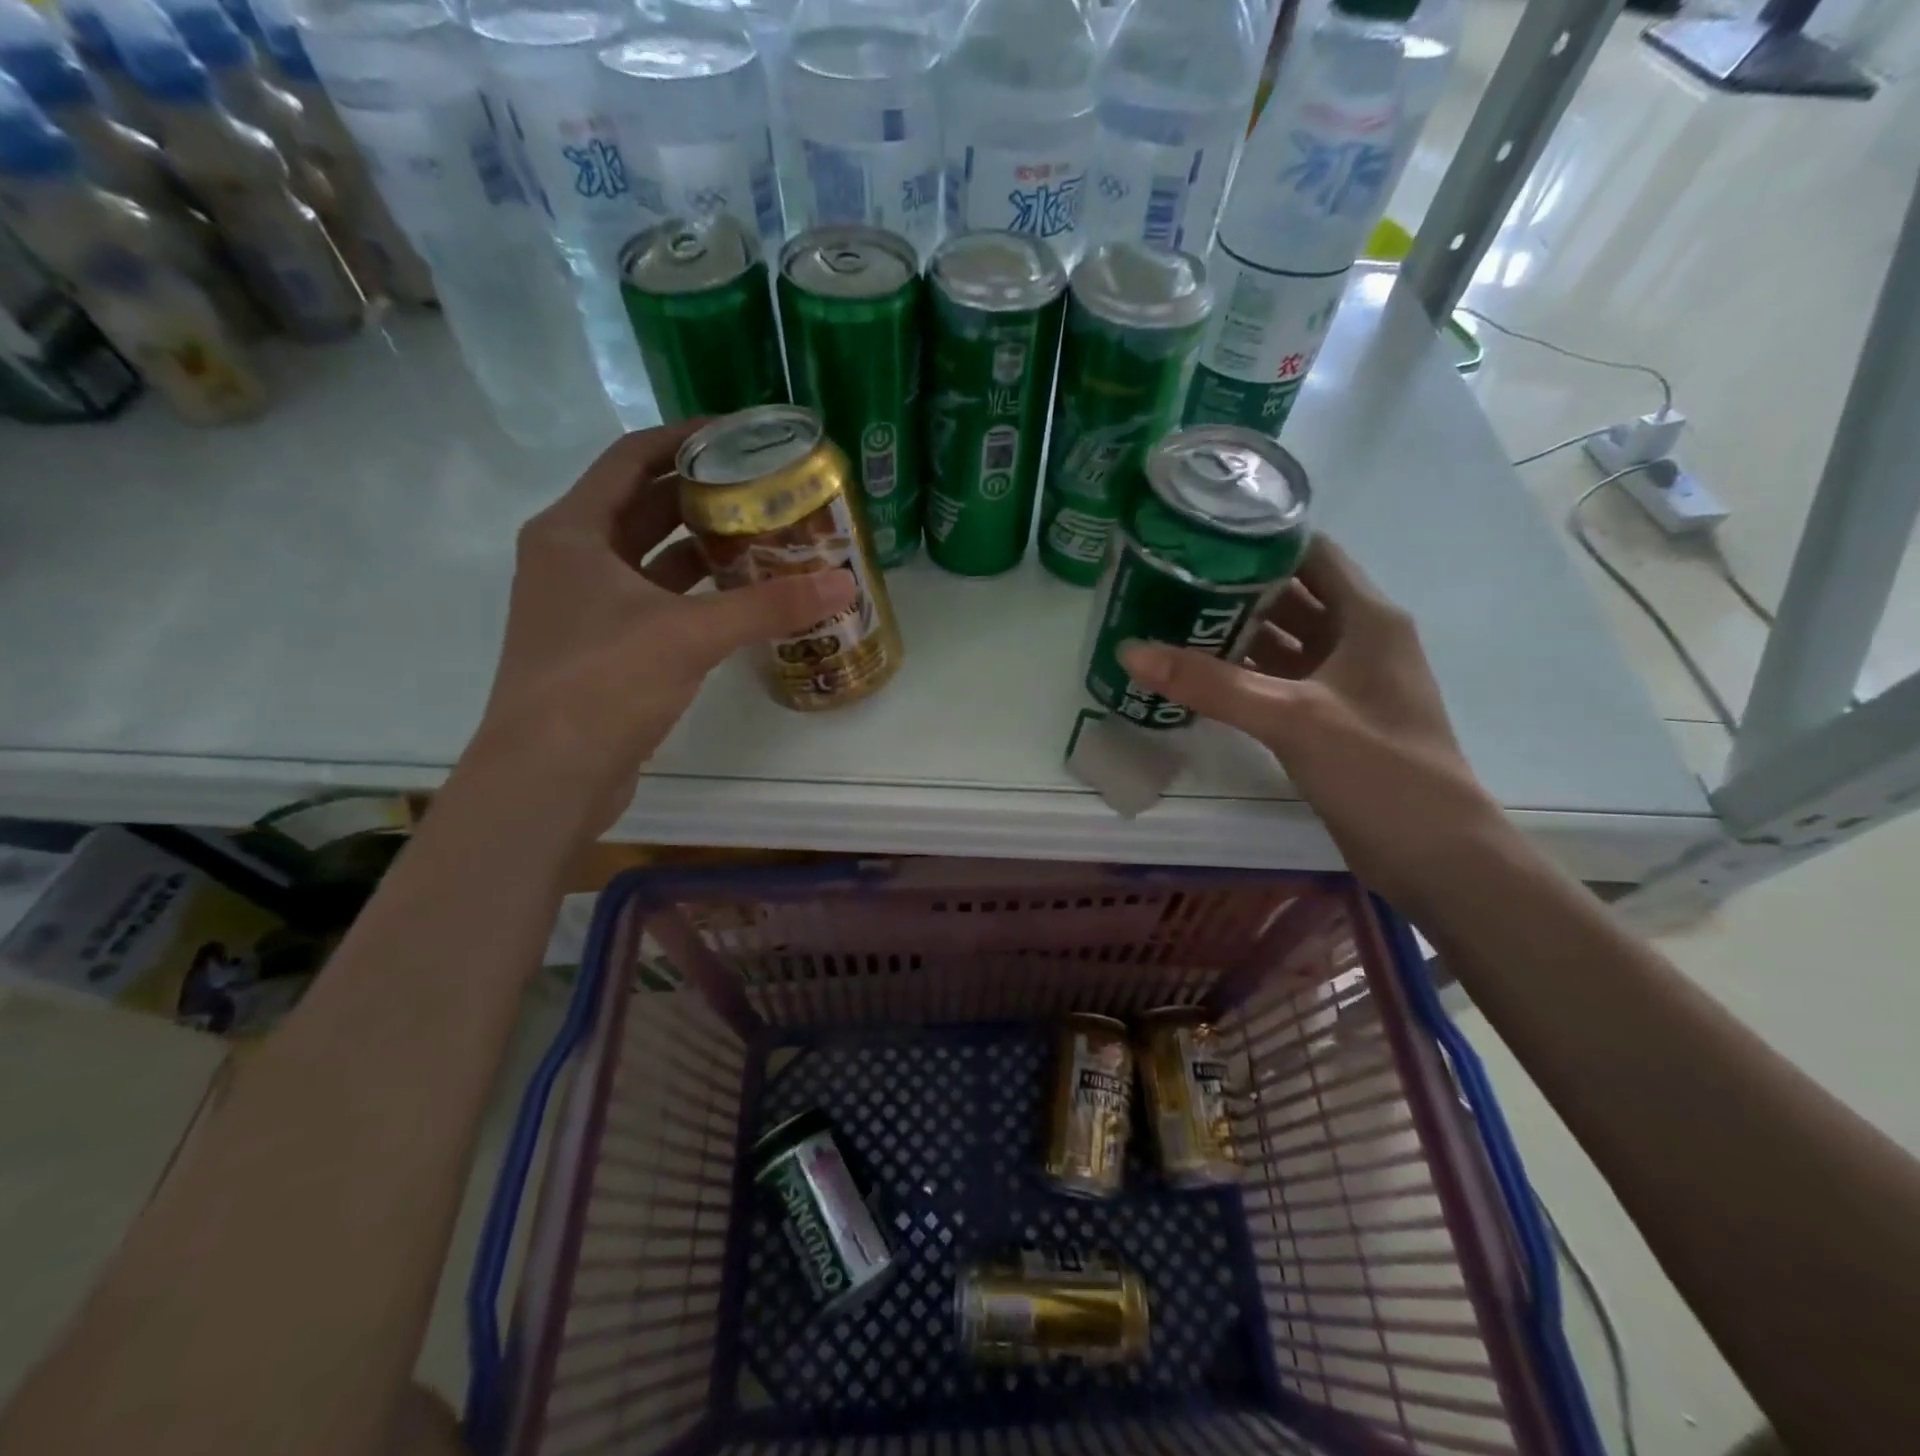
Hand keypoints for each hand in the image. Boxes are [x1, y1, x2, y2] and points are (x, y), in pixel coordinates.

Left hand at [470, 423, 855, 836]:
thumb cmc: (604, 683)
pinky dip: (693, 593)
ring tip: (761, 535)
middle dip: (701, 494)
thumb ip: (769, 605)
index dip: (684, 439)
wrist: (549, 775)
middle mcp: (572, 559)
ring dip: (700, 545)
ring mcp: (583, 606)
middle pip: (642, 506)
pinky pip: (653, 600)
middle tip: (763, 487)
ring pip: (649, 558)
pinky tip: (738, 597)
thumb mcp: (691, 634)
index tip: (739, 434)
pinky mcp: (602, 648)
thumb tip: (844, 582)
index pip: (632, 459)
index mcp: (573, 531)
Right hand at [1120, 537, 1510, 911]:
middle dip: (1233, 589)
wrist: (1432, 854)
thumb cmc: (1378, 769)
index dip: (1260, 540)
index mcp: (1367, 618)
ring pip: (1281, 642)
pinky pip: (1278, 682)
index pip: (1311, 554)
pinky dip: (1242, 676)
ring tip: (1169, 623)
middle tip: (1167, 583)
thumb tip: (1130, 651)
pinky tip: (1197, 679)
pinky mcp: (1329, 720)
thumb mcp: (1291, 716)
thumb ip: (1211, 683)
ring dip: (1234, 634)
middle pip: (1290, 597)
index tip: (1198, 537)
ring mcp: (1343, 683)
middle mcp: (1358, 640)